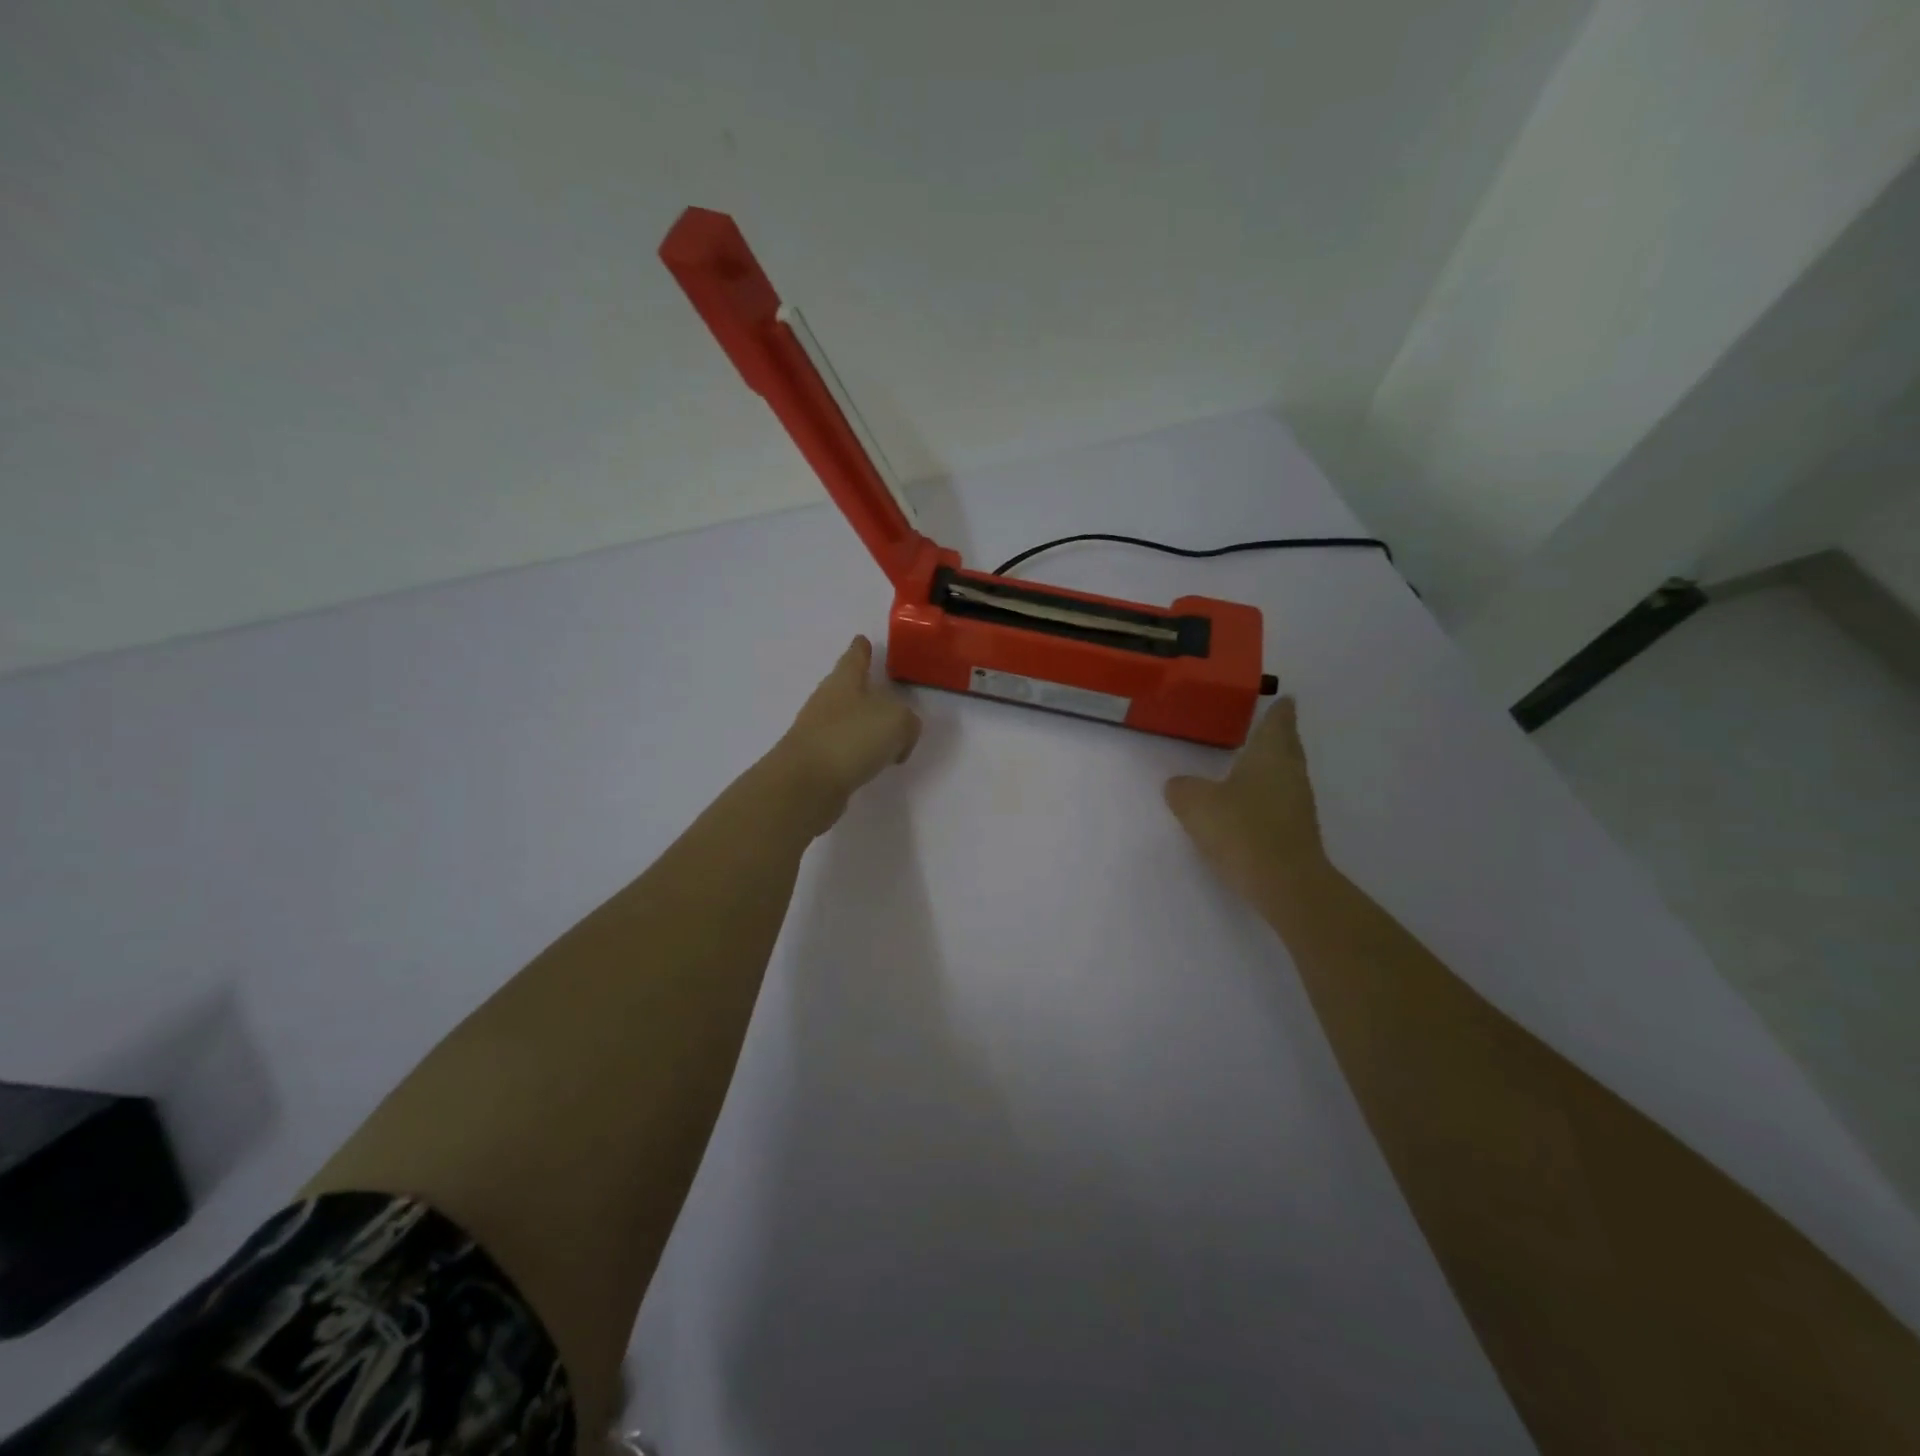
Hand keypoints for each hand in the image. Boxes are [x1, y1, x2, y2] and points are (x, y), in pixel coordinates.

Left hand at [775, 636, 922, 831]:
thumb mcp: (897, 722)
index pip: (854, 657)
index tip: (862, 639)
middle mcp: (827, 702)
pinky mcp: (817, 761)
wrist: (806, 784)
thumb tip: (901, 734)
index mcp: (844, 681)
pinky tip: (872, 763)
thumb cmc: (852, 738)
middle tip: (887, 692)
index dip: (861, 649)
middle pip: (848, 688)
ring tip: (888, 735)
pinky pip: (845, 749)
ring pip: (847, 720)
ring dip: (865, 724)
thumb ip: (907, 721)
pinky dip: (859, 752)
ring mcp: (818, 732)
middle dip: (865, 689)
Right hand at [1165, 697, 1327, 900]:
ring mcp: (1297, 804)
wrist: (1285, 884)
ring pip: (1284, 774)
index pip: (1277, 722)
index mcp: (1270, 755)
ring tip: (1250, 762)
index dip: (1278, 710)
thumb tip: (1179, 785)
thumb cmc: (1242, 830)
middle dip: (1277, 735)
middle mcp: (1290, 773)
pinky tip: (1247, 803)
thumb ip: (1182, 788)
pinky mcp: (1295, 832)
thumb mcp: (1196, 804)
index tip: (1283, 698)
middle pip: (1286, 746)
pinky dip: (1266, 795)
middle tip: (1265, 724)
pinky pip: (1279, 802)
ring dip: (1270, 766)